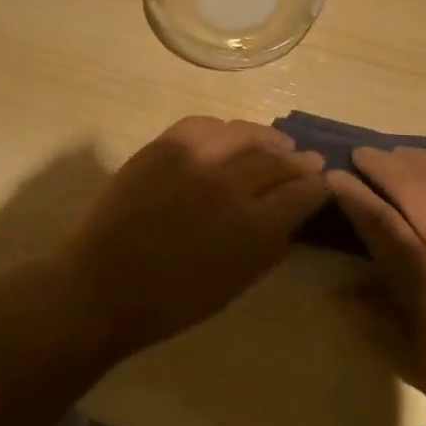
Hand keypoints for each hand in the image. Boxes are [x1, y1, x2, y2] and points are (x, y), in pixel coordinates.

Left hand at [63, 116, 327, 359]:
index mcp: (254, 228)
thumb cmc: (173, 300)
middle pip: (278, 159)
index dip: (318, 186)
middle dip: (298, 160)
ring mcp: (195, 159)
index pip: (303, 192)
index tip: (322, 183)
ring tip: (275, 143)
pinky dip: (224, 130)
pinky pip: (205, 125)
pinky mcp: (164, 146)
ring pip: (245, 134)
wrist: (103, 284)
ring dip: (267, 139)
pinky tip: (229, 136)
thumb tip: (290, 213)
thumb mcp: (237, 282)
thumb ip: (270, 243)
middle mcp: (230, 185)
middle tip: (307, 160)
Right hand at [327, 147, 425, 425]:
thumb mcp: (416, 357)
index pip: (381, 218)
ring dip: (417, 157)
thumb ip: (373, 316)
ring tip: (397, 154)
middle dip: (381, 163)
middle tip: (361, 155)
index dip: (353, 193)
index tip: (334, 176)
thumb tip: (335, 288)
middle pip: (413, 183)